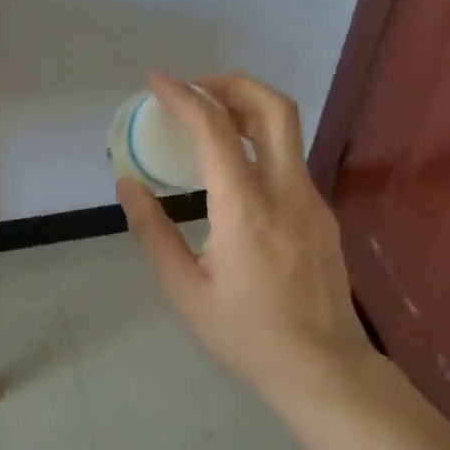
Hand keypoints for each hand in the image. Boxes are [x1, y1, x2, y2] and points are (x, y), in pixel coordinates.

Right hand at [116, 72, 374, 399]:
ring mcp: (312, 200)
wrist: (323, 368)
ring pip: (286, 129)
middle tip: (193, 89)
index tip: (155, 81)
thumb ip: (152, 232)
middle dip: (230, 82)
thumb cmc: (246, 335)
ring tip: (206, 120)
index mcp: (246, 210)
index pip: (215, 130)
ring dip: (246, 108)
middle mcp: (286, 192)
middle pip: (272, 106)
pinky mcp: (322, 213)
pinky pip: (289, 159)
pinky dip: (258, 142)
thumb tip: (127, 184)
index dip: (183, 96)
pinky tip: (233, 169)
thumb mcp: (185, 291)